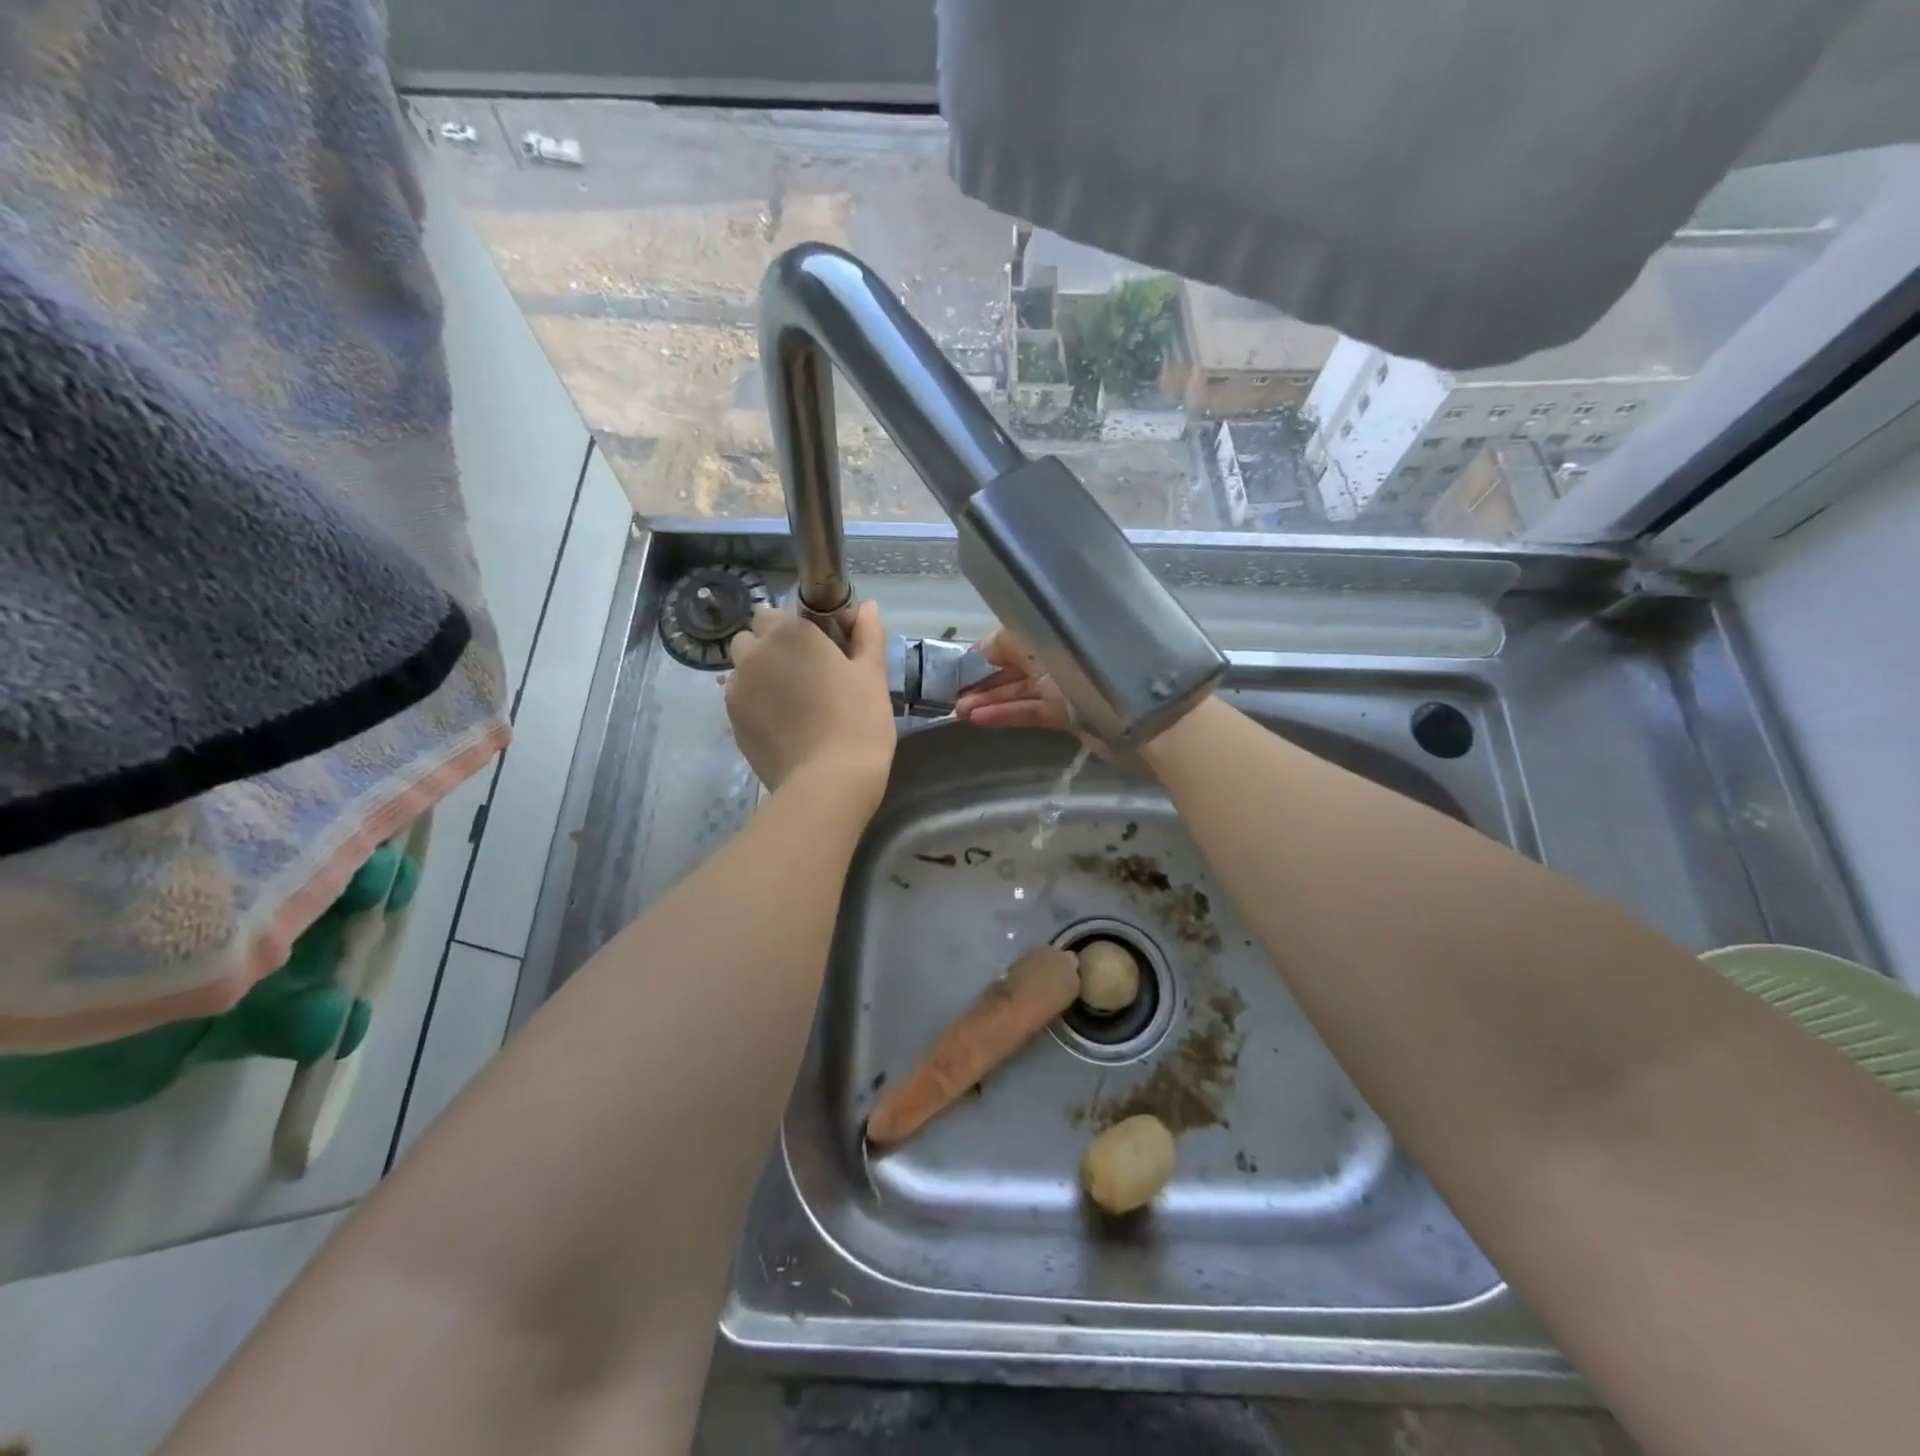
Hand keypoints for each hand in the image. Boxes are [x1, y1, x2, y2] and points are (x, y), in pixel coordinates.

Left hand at [725, 600, 895, 802]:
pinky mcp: (731, 720)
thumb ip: (867, 635)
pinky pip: (739, 698)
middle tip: (806, 673)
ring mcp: (737, 688)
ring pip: (742, 668)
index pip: (779, 611)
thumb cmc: (858, 721)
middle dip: (772, 646)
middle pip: (754, 636)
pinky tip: (782, 723)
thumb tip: (866, 606)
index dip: (799, 626)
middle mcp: (755, 653)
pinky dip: (755, 702)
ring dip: (760, 673)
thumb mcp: (872, 675)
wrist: (827, 783)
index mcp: (790, 632)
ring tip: (791, 701)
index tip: (822, 647)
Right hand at [956, 627, 1158, 772]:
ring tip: (958, 712)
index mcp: (1064, 628)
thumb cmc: (1097, 671)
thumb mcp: (1048, 648)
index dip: (991, 646)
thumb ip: (1012, 643)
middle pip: (1018, 663)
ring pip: (1022, 689)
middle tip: (953, 692)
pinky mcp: (1072, 715)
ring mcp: (1069, 686)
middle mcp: (1066, 653)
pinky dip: (1006, 714)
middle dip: (986, 677)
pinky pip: (1032, 711)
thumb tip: (985, 646)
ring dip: (990, 699)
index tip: (965, 660)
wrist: (1146, 719)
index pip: (1020, 633)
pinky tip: (978, 720)